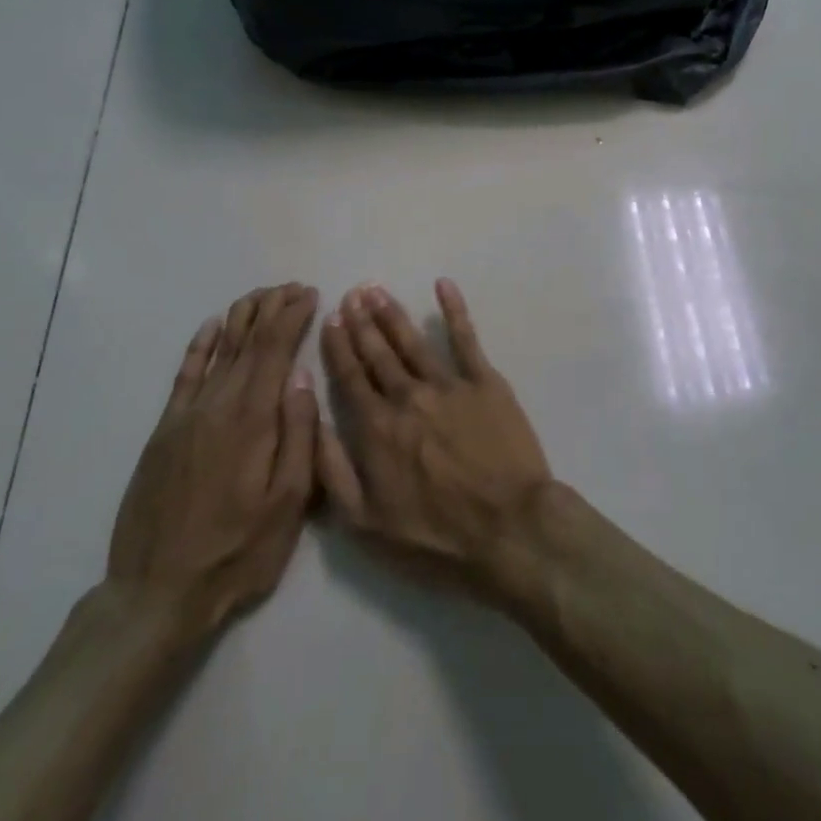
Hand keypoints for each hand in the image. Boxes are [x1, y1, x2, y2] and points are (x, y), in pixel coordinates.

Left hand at [106, 284, 319, 639]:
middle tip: (292, 286)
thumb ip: (299, 434)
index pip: (275, 349)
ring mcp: (186, 416)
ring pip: (218, 350)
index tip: (310, 293)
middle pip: (247, 341)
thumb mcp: (288, 501)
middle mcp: (218, 405)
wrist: (157, 593)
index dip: (292, 316)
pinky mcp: (164, 432)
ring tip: (259, 295)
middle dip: (271, 308)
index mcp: (253, 418)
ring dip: (241, 318)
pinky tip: (210, 328)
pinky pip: (184, 376)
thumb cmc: (238, 550)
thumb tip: (303, 376)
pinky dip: (199, 347)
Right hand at [316, 280, 553, 601]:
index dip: (339, 346)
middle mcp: (408, 397)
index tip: (331, 319)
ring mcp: (449, 385)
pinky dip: (454, 310)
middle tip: (351, 293)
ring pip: (413, 341)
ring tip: (377, 290)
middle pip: (379, 353)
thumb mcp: (365, 522)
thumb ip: (333, 470)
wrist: (508, 527)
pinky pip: (467, 339)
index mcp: (377, 429)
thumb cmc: (436, 535)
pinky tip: (443, 285)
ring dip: (393, 314)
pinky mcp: (486, 382)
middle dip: (362, 322)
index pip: (351, 377)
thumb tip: (313, 422)